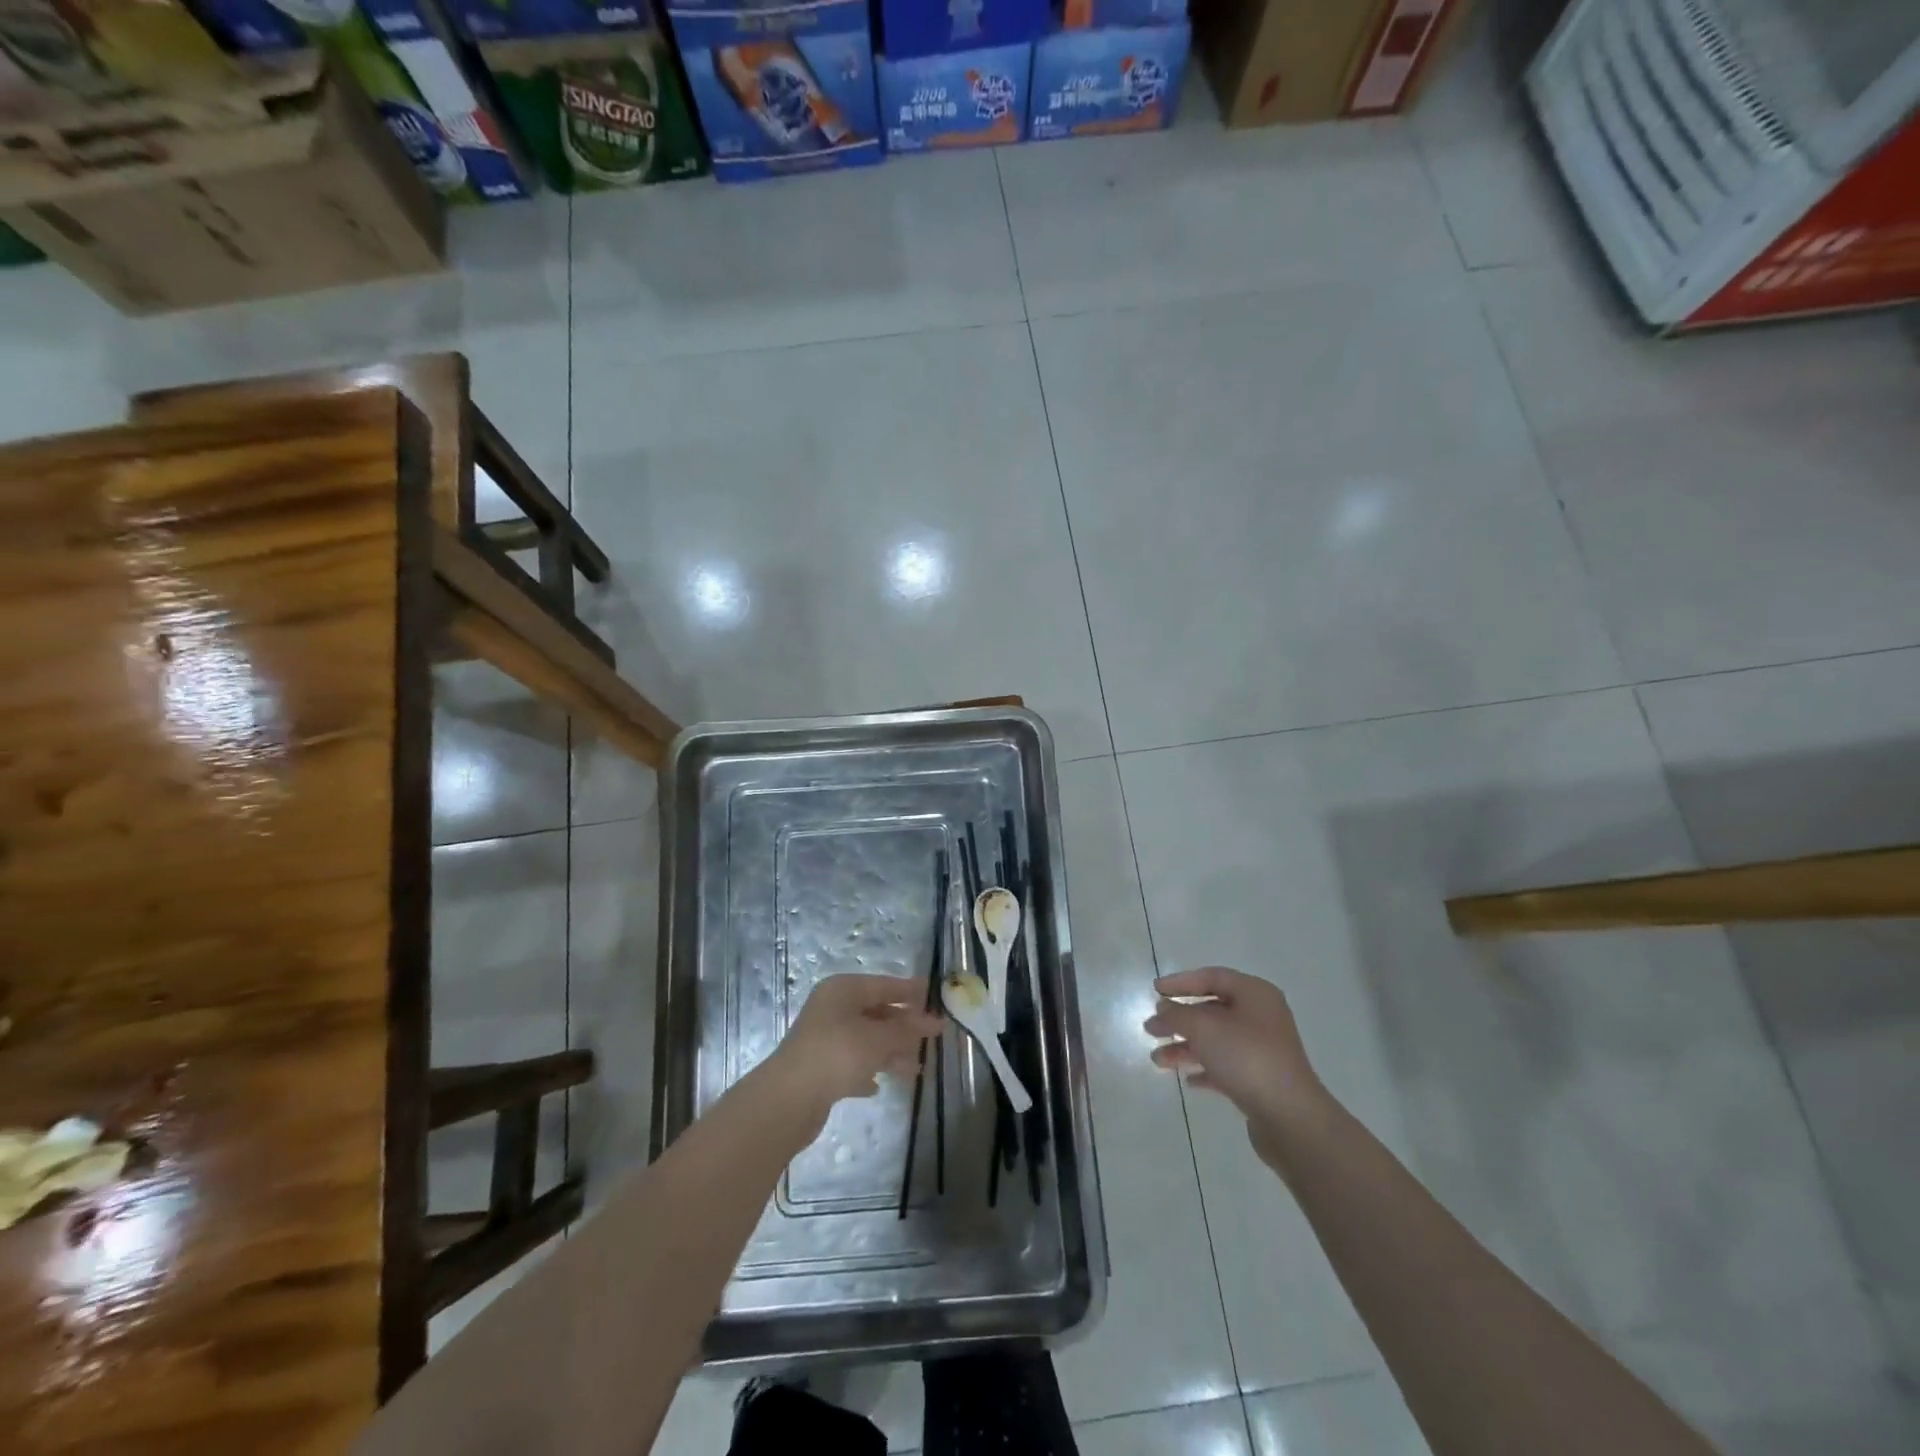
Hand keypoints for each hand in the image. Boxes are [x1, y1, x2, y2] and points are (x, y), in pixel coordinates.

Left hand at [770, 974, 944, 1129]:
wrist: (789, 1098)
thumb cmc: (837, 1054)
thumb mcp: (878, 1039)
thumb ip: (907, 1030)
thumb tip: (934, 1022)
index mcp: (843, 990)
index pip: (884, 984)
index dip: (910, 991)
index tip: (935, 997)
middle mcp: (833, 1008)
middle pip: (876, 1012)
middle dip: (903, 1027)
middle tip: (932, 1037)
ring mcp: (824, 1037)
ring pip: (866, 1039)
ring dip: (890, 1053)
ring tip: (914, 1069)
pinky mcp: (819, 1067)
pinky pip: (852, 1063)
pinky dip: (867, 1071)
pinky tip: (878, 1086)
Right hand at [1145, 966, 1330, 1162]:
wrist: (1290, 1117)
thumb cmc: (1246, 1057)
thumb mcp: (1203, 1028)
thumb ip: (1177, 1014)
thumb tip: (1164, 1008)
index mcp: (1254, 994)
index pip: (1212, 977)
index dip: (1181, 982)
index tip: (1154, 991)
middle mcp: (1261, 1017)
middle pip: (1211, 1010)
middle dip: (1179, 1020)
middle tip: (1151, 1029)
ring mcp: (1263, 1049)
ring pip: (1216, 1041)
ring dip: (1185, 1047)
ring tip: (1157, 1060)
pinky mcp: (1261, 1079)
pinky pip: (1226, 1066)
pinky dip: (1205, 1069)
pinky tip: (1188, 1080)